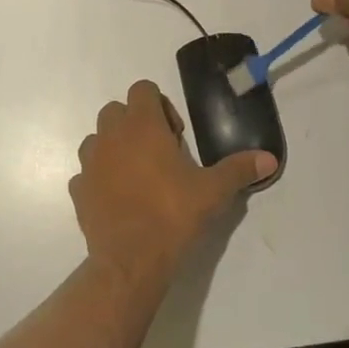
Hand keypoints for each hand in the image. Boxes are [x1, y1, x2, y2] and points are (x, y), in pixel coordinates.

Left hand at [73, 81, 275, 282]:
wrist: (130, 259)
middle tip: (159, 154)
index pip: (143, 89)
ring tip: (138, 176)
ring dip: (115, 148)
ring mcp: (90, 161)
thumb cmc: (172, 214)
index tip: (175, 135)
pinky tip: (119, 200)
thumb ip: (239, 170)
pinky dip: (100, 178)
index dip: (160, 105)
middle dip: (136, 124)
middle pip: (117, 110)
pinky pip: (87, 172)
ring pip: (98, 139)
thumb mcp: (213, 191)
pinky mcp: (78, 188)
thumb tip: (269, 159)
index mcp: (142, 125)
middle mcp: (110, 135)